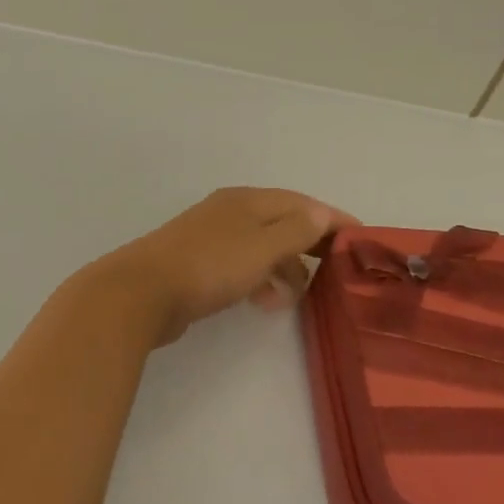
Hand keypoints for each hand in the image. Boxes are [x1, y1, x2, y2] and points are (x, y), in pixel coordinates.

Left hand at [84, 188, 357, 346]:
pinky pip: (241, 267)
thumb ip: (296, 230)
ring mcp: (210, 238)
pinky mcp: (197, 265)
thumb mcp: (262, 246)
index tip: (362, 239)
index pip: (302, 203)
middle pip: (282, 223)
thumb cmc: (209, 266)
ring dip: (284, 269)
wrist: (141, 292)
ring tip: (297, 298)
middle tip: (336, 273)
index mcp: (248, 201)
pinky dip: (259, 280)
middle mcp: (230, 212)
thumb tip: (322, 214)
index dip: (334, 219)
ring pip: (261, 248)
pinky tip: (265, 302)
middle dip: (310, 246)